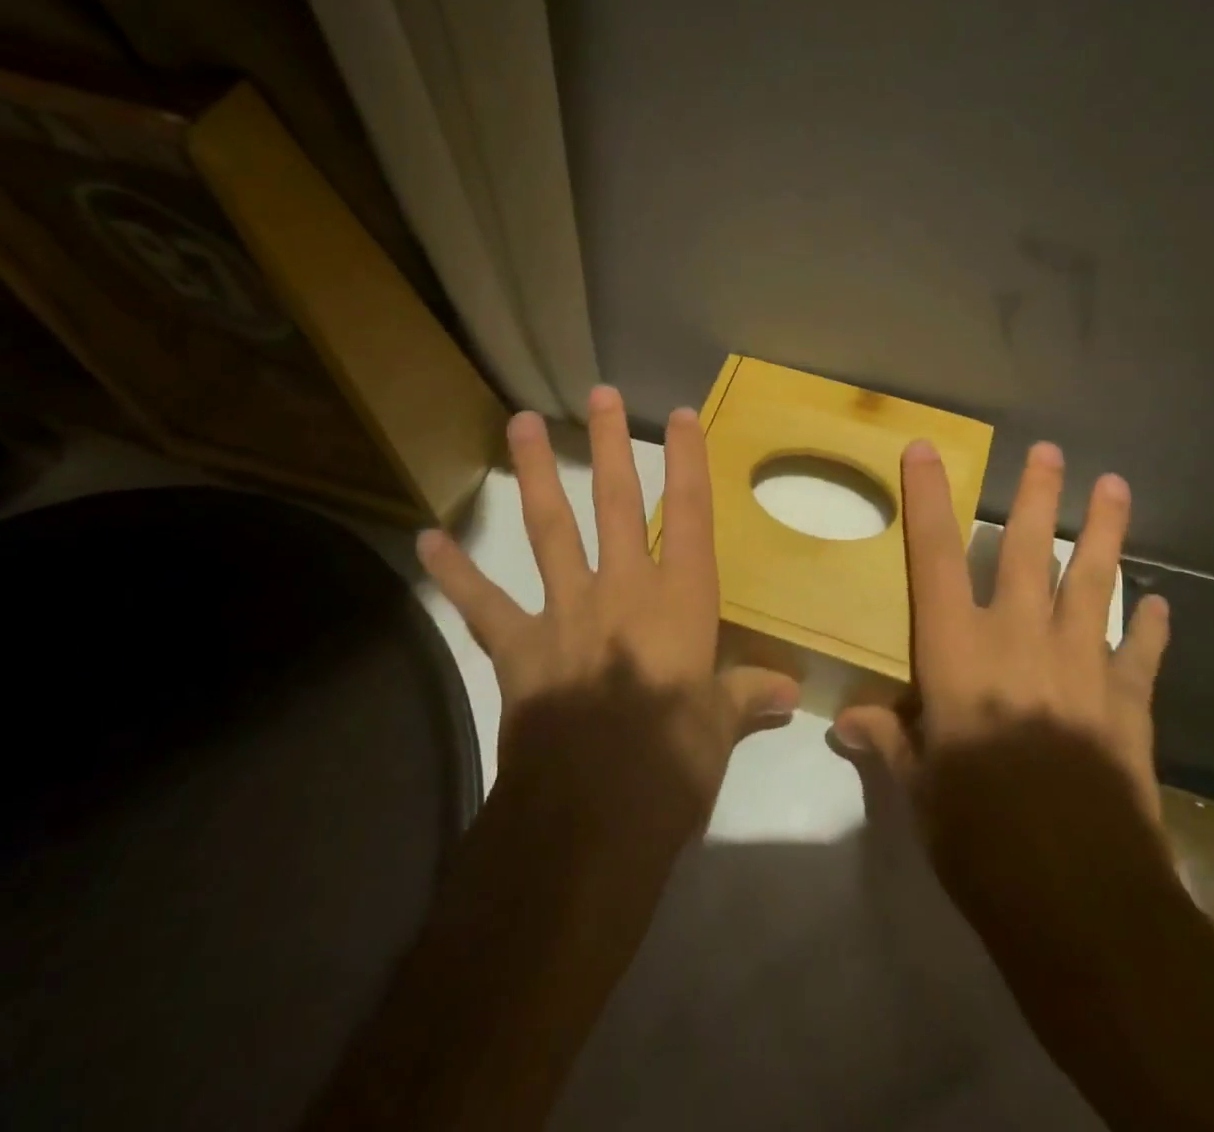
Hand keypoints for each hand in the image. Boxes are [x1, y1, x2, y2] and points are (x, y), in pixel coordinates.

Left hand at [418, 385, 799, 814]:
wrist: (589, 819)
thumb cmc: (672, 767)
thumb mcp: (719, 730)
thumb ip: (746, 697)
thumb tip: (787, 691)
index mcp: (681, 604)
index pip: (691, 516)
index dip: (688, 461)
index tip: (680, 415)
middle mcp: (624, 590)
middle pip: (618, 503)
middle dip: (611, 444)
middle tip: (600, 393)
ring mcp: (566, 612)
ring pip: (551, 529)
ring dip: (536, 474)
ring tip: (519, 423)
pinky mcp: (518, 647)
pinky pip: (483, 602)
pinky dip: (455, 572)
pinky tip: (426, 539)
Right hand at [835, 439, 1169, 822]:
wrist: (1080, 896)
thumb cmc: (979, 835)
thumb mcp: (919, 790)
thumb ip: (889, 741)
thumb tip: (846, 721)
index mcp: (957, 654)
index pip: (935, 559)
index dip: (927, 501)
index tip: (924, 451)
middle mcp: (1019, 641)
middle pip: (1029, 552)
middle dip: (1038, 497)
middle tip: (1052, 451)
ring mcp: (1081, 667)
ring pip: (1094, 583)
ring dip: (1105, 533)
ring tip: (1116, 486)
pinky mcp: (1128, 705)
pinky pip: (1140, 653)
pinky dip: (1150, 627)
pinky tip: (1160, 603)